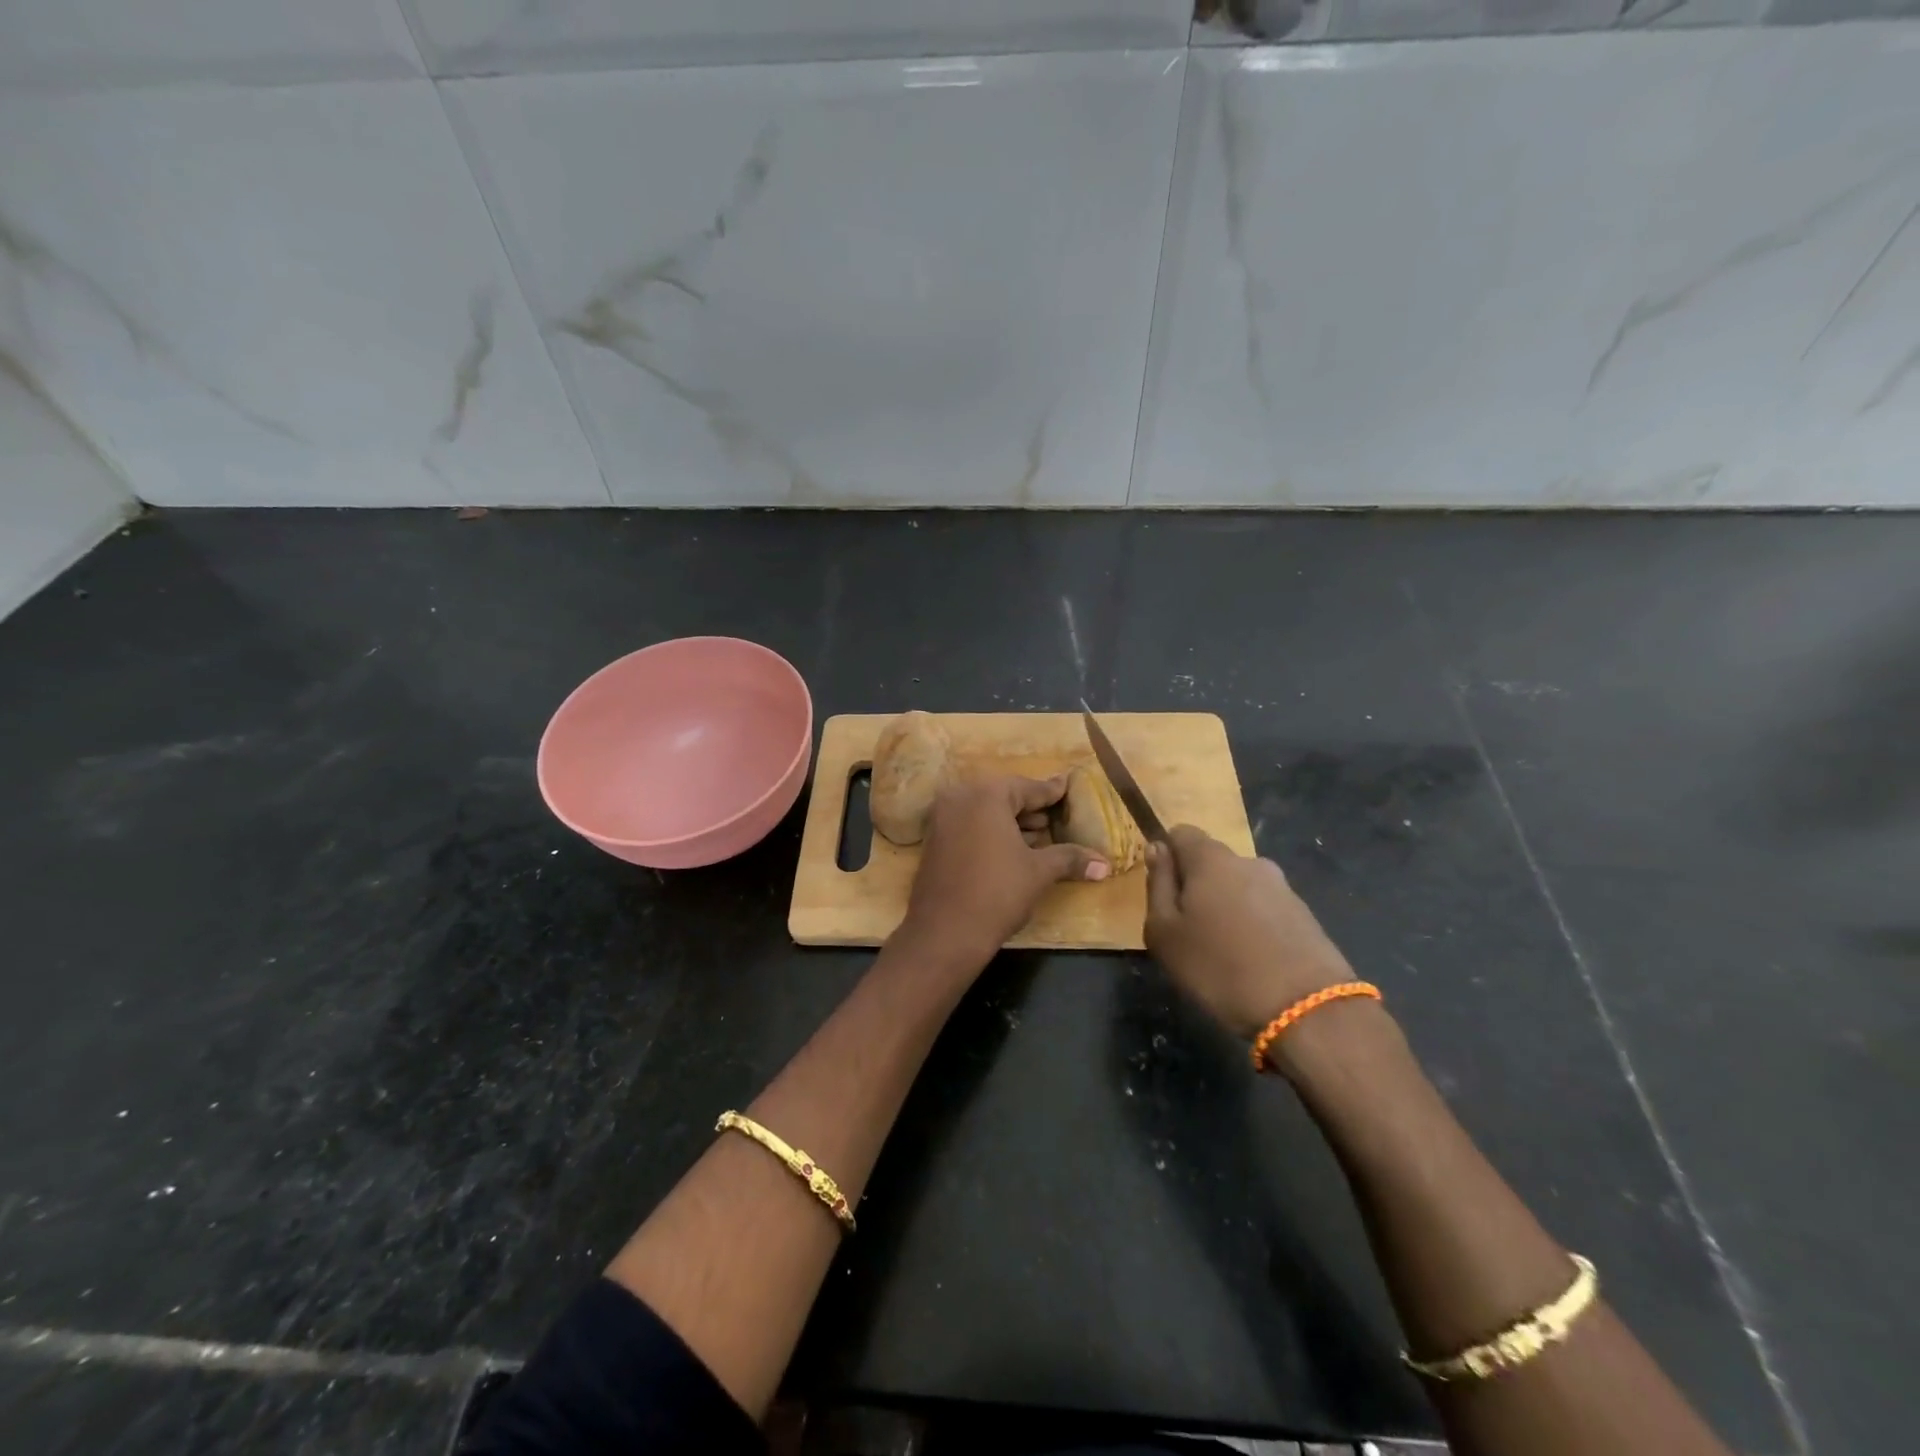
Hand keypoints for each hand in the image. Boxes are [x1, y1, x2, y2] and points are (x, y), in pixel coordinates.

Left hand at [894, 774, 1109, 974]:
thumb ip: (1070, 858)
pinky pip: (969, 825)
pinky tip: (1013, 849)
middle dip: (1031, 809)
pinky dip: (991, 832)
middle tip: (1056, 816)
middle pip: (1004, 797)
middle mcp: (959, 797)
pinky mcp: (934, 840)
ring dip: (1012, 822)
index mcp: (986, 795)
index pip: (1027, 788)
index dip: (1050, 792)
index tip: (1066, 786)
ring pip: (985, 812)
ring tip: (1040, 836)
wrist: (945, 932)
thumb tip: (1105, 865)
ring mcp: (942, 818)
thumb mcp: (1039, 872)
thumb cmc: (997, 893)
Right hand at [1144, 826, 1354, 1039]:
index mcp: (1211, 859)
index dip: (1167, 857)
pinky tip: (1253, 962)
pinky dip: (1253, 927)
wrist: (1307, 1010)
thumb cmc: (1219, 968)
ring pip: (1240, 887)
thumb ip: (1158, 884)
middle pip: (1212, 862)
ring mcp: (1282, 888)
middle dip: (1197, 887)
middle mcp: (1249, 862)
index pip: (1181, 833)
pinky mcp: (1305, 916)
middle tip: (1188, 931)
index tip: (1164, 894)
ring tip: (1223, 953)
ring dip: (1227, 908)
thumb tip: (1157, 849)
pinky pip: (1265, 910)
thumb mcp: (1164, 932)